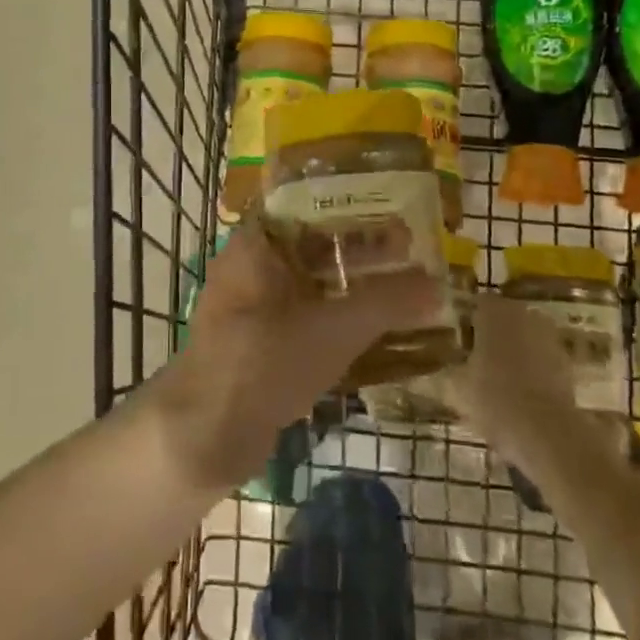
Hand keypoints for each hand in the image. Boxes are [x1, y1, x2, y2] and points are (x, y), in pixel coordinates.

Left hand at [151, 217, 438, 489]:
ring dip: (353, 287)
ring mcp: (253, 307)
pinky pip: (306, 318)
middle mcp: (251, 266)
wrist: (203, 436)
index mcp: (257, 244)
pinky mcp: (260, 343)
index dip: (353, 205)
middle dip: (361, 250)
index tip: (395, 208)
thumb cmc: (263, 362)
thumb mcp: (332, 329)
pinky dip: (338, 319)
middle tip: (412, 251)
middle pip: (314, 245)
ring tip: (405, 289)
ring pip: (312, 284)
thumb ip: (386, 303)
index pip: (308, 203)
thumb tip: (436, 283)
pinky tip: (377, 331)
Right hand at [446, 295, 620, 467]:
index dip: (466, 322)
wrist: (548, 434)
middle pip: (504, 319)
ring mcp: (550, 338)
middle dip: (492, 335)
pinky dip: (533, 370)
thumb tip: (437, 369)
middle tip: (476, 360)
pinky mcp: (568, 363)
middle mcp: (524, 315)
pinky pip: (542, 359)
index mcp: (494, 311)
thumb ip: (446, 371)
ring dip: (514, 352)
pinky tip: (521, 394)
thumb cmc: (494, 399)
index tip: (457, 342)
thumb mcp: (457, 387)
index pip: (477, 304)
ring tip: (499, 380)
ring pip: (525, 338)